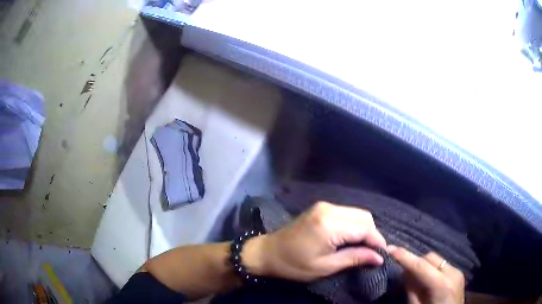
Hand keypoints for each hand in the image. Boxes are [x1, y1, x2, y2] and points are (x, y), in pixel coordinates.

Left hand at [244, 201, 386, 281]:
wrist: (267, 252)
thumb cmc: (294, 265)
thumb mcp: (326, 267)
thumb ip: (355, 258)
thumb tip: (379, 257)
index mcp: (330, 224)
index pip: (365, 228)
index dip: (377, 241)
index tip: (382, 255)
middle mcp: (330, 209)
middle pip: (364, 217)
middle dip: (372, 234)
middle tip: (372, 253)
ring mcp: (324, 206)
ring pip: (357, 213)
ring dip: (364, 229)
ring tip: (363, 247)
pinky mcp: (321, 208)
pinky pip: (347, 213)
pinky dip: (354, 225)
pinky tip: (351, 238)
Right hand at [388, 246, 464, 303]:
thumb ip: (411, 290)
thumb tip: (405, 272)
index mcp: (442, 285)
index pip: (421, 265)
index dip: (405, 256)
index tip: (389, 249)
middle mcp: (452, 273)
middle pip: (430, 258)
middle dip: (415, 261)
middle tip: (402, 271)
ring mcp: (458, 272)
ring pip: (437, 260)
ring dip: (424, 265)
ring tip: (414, 276)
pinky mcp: (459, 274)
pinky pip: (442, 266)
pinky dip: (432, 269)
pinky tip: (427, 280)